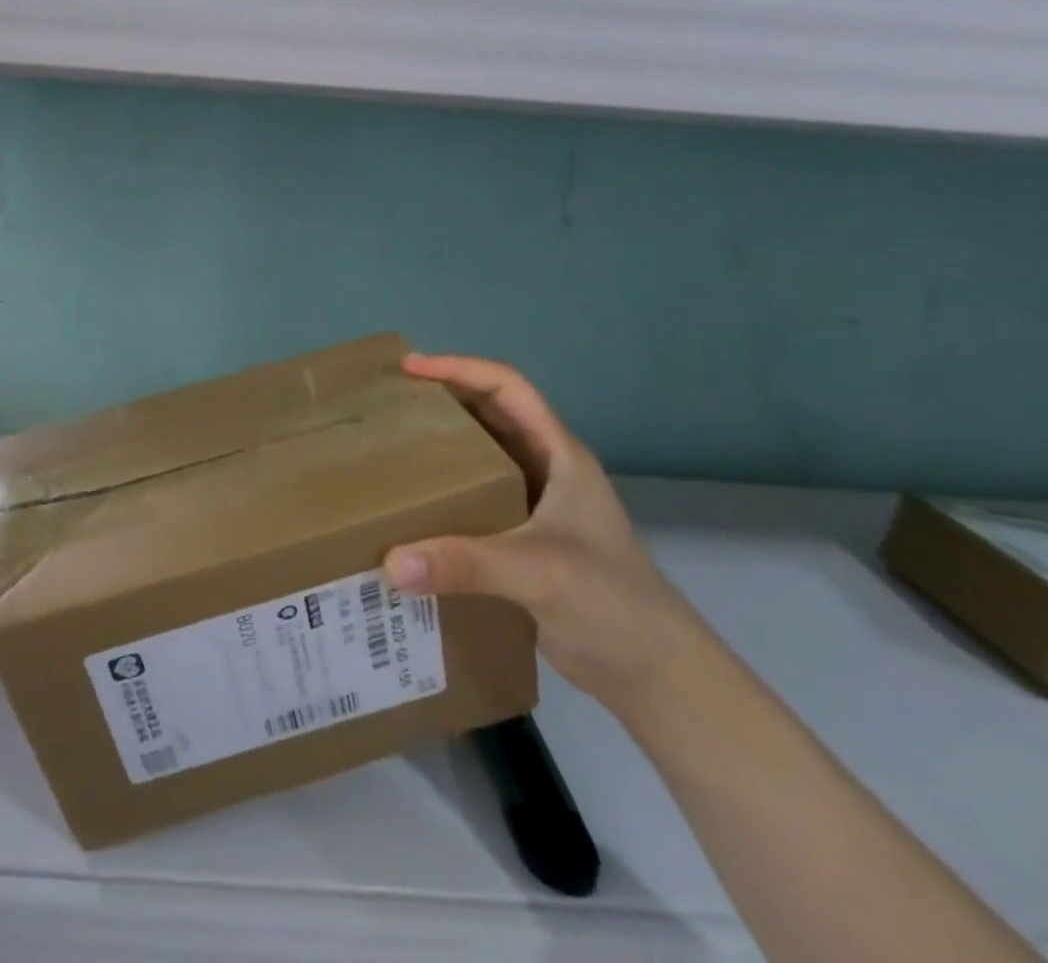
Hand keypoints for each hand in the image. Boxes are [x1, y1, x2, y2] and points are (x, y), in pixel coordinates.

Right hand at [384, 354, 703, 714]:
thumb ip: (465, 564)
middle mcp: (545, 471)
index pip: (508, 388)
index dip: (460, 368)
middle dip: (442, 399)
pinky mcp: (519, 540)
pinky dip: (441, 489)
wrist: (657, 678)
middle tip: (390, 400)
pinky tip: (409, 503)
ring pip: (479, 455)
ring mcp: (534, 506)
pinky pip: (472, 497)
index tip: (410, 369)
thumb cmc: (612, 604)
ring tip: (390, 441)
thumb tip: (390, 563)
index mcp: (560, 456)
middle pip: (489, 413)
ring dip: (439, 443)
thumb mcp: (539, 572)